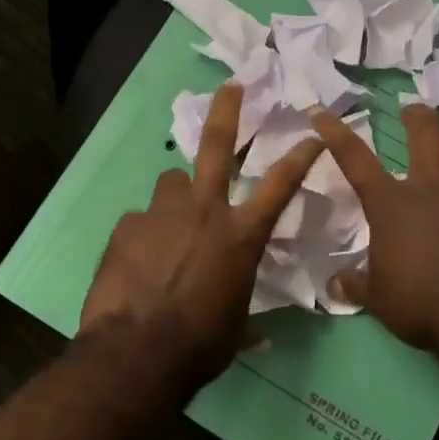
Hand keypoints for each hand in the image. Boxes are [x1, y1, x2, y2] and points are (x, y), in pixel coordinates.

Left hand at [81, 83, 323, 380]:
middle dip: (227, 111)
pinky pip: (140, 220)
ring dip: (177, 196)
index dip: (300, 157)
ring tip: (170, 222)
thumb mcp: (235, 327)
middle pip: (216, 145)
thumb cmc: (200, 345)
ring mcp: (161, 213)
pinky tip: (138, 259)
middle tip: (231, 87)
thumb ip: (244, 313)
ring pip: (171, 182)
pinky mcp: (126, 226)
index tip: (312, 134)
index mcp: (240, 236)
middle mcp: (204, 212)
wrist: (137, 352)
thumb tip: (257, 335)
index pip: (280, 186)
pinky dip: (145, 233)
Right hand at [310, 104, 438, 360]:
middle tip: (413, 111)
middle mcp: (431, 189)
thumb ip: (358, 285)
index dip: (336, 133)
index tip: (321, 113)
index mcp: (390, 204)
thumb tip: (337, 283)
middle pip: (426, 135)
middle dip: (417, 118)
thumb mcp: (379, 299)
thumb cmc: (420, 302)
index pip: (354, 159)